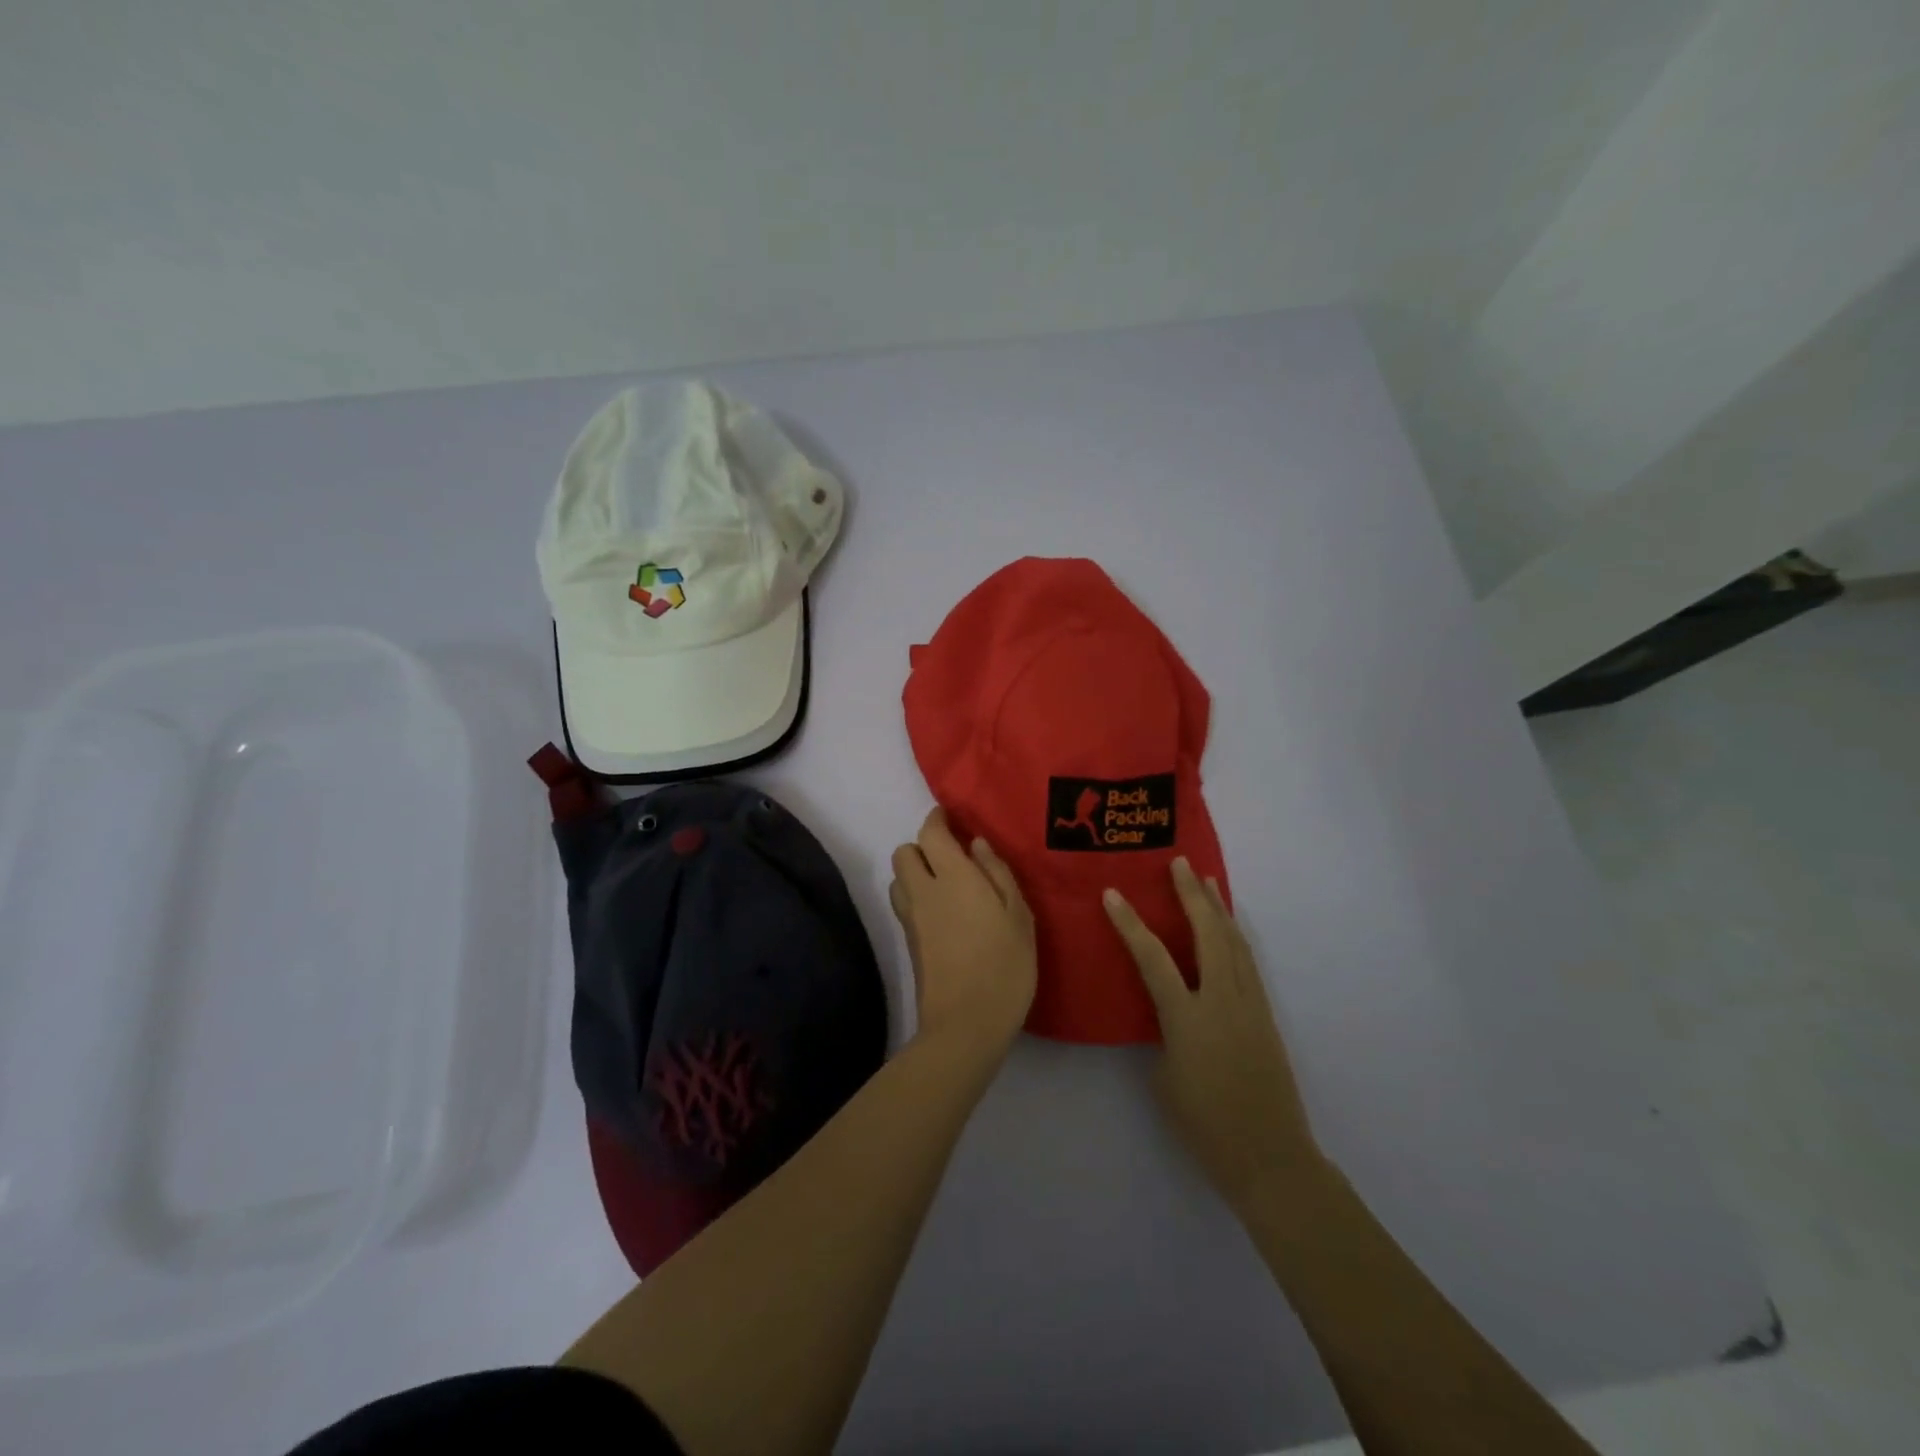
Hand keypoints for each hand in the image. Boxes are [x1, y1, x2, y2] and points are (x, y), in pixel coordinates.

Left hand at [889, 809, 1037, 1057]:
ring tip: (946, 885)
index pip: (930, 832)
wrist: (965, 1025)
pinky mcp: (908, 943)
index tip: (950, 818)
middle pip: (903, 852)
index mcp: (952, 877)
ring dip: (915, 873)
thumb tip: (976, 844)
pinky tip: (944, 914)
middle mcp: (923, 891)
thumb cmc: (1004, 966)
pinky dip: (916, 897)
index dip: (937, 820)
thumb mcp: (1018, 916)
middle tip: (952, 858)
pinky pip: (904, 905)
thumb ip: (997, 873)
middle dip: (923, 847)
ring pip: (899, 879)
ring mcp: (911, 919)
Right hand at [1104, 858, 1320, 1211]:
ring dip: (1218, 908)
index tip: (1112, 894)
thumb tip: (1170, 1011)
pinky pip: (1247, 962)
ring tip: (1207, 880)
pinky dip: (1235, 935)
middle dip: (1192, 895)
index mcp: (1188, 1018)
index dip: (1130, 924)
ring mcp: (1249, 1005)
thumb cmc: (1205, 1125)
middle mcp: (1221, 1001)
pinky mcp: (1265, 1014)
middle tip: (1180, 864)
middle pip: (1207, 934)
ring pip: (1234, 943)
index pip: (1153, 958)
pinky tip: (1229, 927)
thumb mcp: (1166, 1077)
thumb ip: (1165, 1033)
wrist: (1269, 1157)